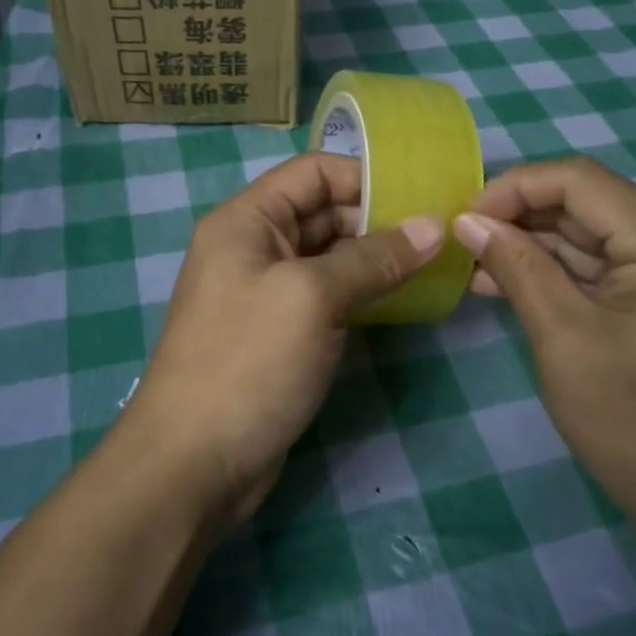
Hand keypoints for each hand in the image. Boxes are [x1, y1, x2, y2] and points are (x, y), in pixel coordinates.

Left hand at [126, 152, 443, 524]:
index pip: (312, 172)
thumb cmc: (248, 362)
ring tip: (436, 263)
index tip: (422, 195)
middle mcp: (255, 247)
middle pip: (324, 211)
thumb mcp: (312, 298)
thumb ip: (374, 258)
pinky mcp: (283, 333)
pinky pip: (330, 296)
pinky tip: (406, 299)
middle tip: (441, 232)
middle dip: (379, 218)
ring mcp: (268, 292)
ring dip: (378, 258)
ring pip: (332, 256)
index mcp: (247, 220)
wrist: (194, 464)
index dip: (365, 176)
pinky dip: (365, 292)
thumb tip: (432, 227)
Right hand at [452, 156, 635, 566]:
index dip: (515, 188)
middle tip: (461, 243)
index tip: (463, 219)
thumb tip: (467, 221)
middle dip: (520, 219)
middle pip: (587, 207)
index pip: (581, 182)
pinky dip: (557, 276)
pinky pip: (605, 272)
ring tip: (473, 267)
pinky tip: (507, 285)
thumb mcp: (563, 338)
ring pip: (591, 239)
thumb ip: (516, 267)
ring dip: (533, 248)